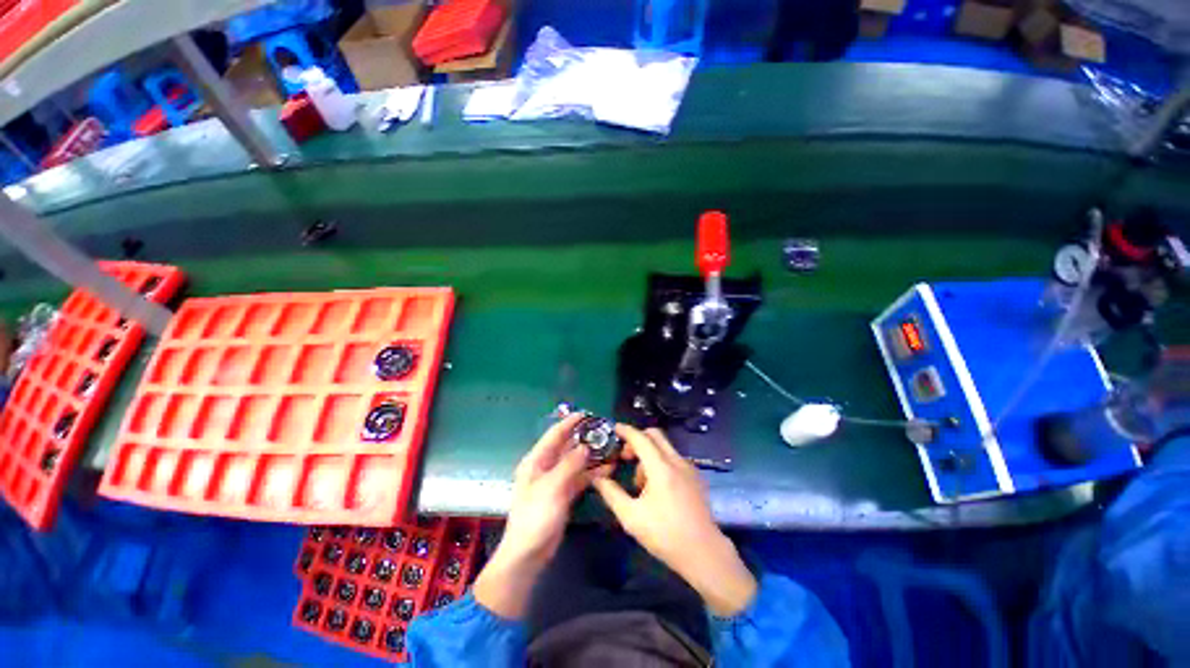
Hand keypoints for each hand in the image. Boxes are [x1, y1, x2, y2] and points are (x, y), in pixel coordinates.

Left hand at [475, 413, 592, 618]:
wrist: (528, 554)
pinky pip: (580, 477)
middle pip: (567, 447)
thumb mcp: (552, 487)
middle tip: (605, 431)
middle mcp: (546, 467)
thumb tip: (586, 447)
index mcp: (536, 460)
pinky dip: (592, 472)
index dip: (570, 423)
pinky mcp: (564, 494)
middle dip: (584, 438)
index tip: (587, 414)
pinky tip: (608, 468)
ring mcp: (556, 480)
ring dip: (591, 455)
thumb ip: (570, 465)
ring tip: (610, 447)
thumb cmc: (535, 517)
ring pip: (576, 462)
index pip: (555, 435)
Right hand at [592, 426, 757, 616]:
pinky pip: (673, 459)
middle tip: (624, 456)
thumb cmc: (665, 535)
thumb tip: (597, 478)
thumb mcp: (631, 517)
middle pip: (655, 435)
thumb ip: (611, 493)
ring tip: (638, 484)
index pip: (641, 438)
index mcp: (661, 468)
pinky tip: (655, 488)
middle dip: (637, 439)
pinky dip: (660, 462)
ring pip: (664, 447)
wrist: (704, 553)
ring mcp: (689, 468)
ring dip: (648, 455)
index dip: (626, 431)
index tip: (613, 428)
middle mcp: (677, 461)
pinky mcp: (696, 477)